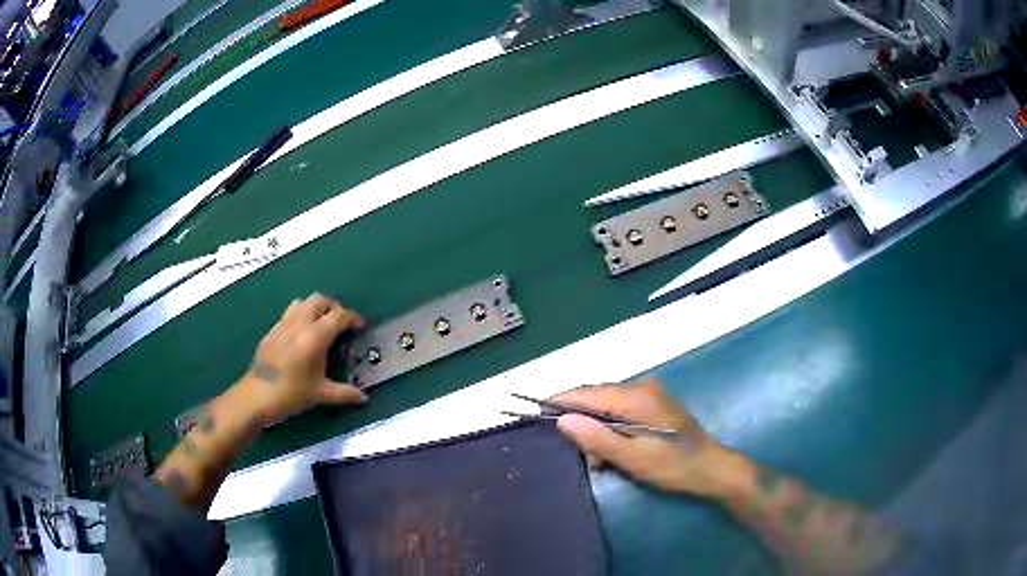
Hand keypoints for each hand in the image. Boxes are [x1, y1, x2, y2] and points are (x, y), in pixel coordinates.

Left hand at [241, 293, 367, 425]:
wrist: (256, 396)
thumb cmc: (291, 394)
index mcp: (315, 335)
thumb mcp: (321, 394)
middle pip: (319, 300)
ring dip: (315, 308)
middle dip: (333, 307)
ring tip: (321, 325)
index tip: (360, 327)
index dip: (352, 318)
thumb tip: (363, 398)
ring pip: (302, 303)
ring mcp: (283, 325)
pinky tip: (300, 337)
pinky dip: (299, 317)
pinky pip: (289, 314)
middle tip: (341, 323)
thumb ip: (344, 393)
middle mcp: (300, 323)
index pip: (339, 315)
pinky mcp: (271, 331)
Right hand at [552, 379, 742, 496]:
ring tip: (600, 461)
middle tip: (580, 454)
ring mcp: (649, 395)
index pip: (586, 392)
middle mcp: (640, 387)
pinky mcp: (654, 406)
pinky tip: (613, 452)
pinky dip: (611, 430)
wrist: (712, 468)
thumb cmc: (672, 465)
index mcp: (635, 396)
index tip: (536, 414)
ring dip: (597, 431)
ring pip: (607, 406)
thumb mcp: (632, 457)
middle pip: (595, 397)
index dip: (560, 402)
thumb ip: (596, 438)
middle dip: (581, 423)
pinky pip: (621, 411)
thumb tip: (562, 420)